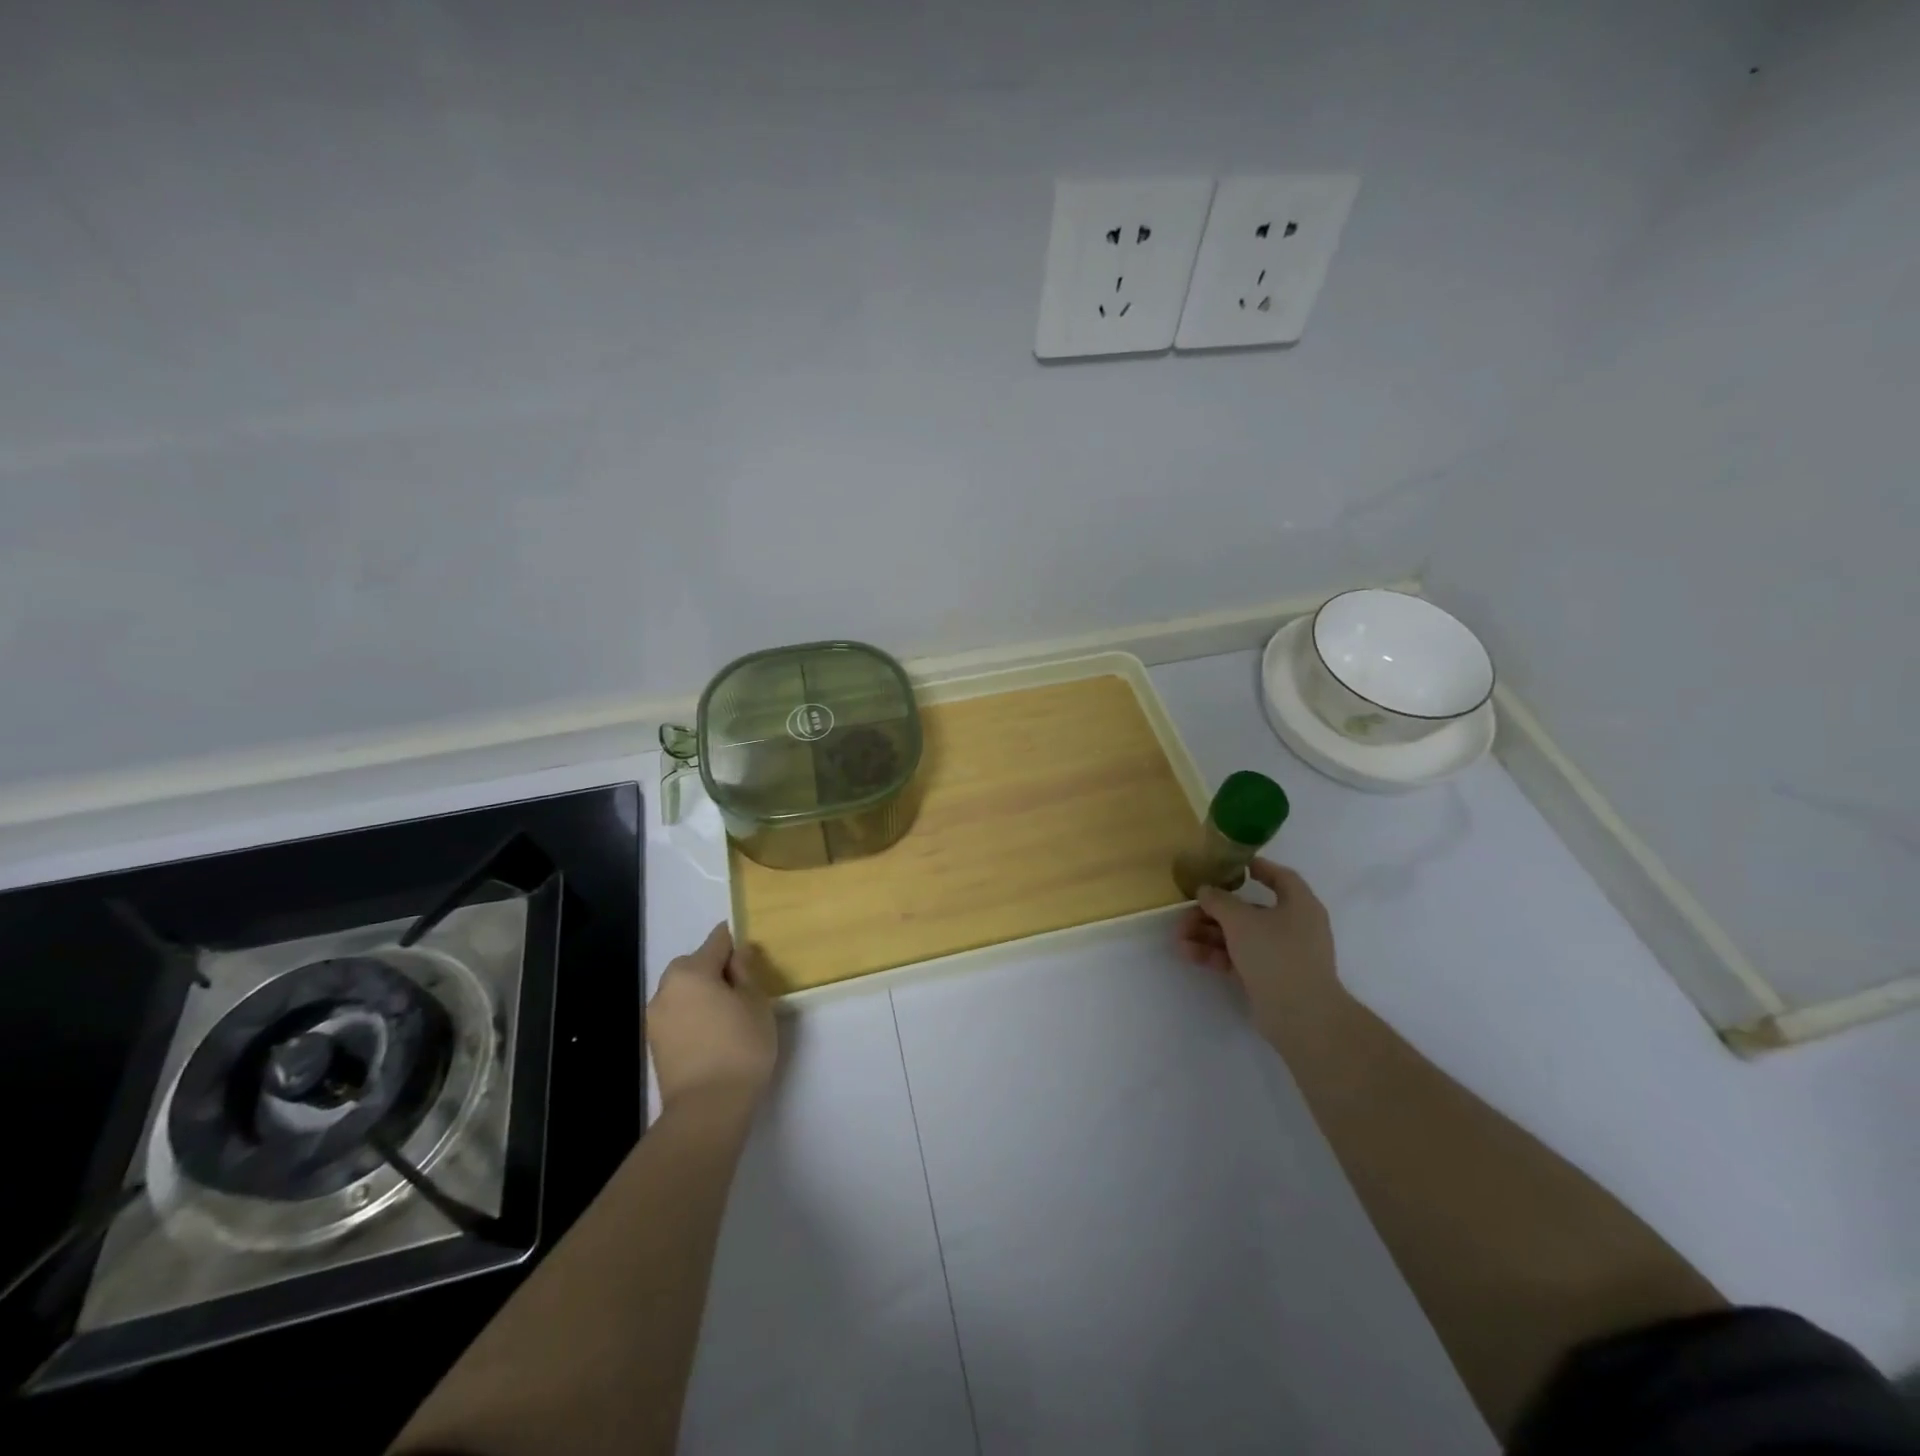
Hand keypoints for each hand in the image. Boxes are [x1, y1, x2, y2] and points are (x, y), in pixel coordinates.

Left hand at [648, 923, 776, 1112]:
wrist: (707, 1108)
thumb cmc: (740, 1046)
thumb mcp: (756, 1002)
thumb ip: (745, 972)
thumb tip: (737, 953)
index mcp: (691, 971)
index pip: (716, 941)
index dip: (734, 941)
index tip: (749, 951)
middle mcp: (666, 988)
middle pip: (694, 965)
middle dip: (715, 969)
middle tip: (742, 987)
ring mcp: (656, 1018)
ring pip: (683, 991)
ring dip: (702, 993)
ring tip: (728, 1013)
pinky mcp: (655, 1044)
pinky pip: (678, 1014)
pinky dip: (693, 1015)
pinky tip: (713, 1032)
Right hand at [1175, 859, 1340, 1024]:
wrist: (1302, 1016)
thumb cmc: (1276, 954)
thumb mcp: (1241, 921)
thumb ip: (1219, 901)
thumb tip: (1205, 889)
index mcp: (1299, 905)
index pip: (1280, 877)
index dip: (1257, 868)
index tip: (1230, 866)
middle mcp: (1294, 926)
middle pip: (1250, 910)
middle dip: (1214, 911)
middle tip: (1186, 911)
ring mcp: (1283, 954)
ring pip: (1240, 936)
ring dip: (1209, 934)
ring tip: (1178, 937)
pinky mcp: (1271, 978)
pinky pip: (1239, 958)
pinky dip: (1216, 954)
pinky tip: (1188, 954)